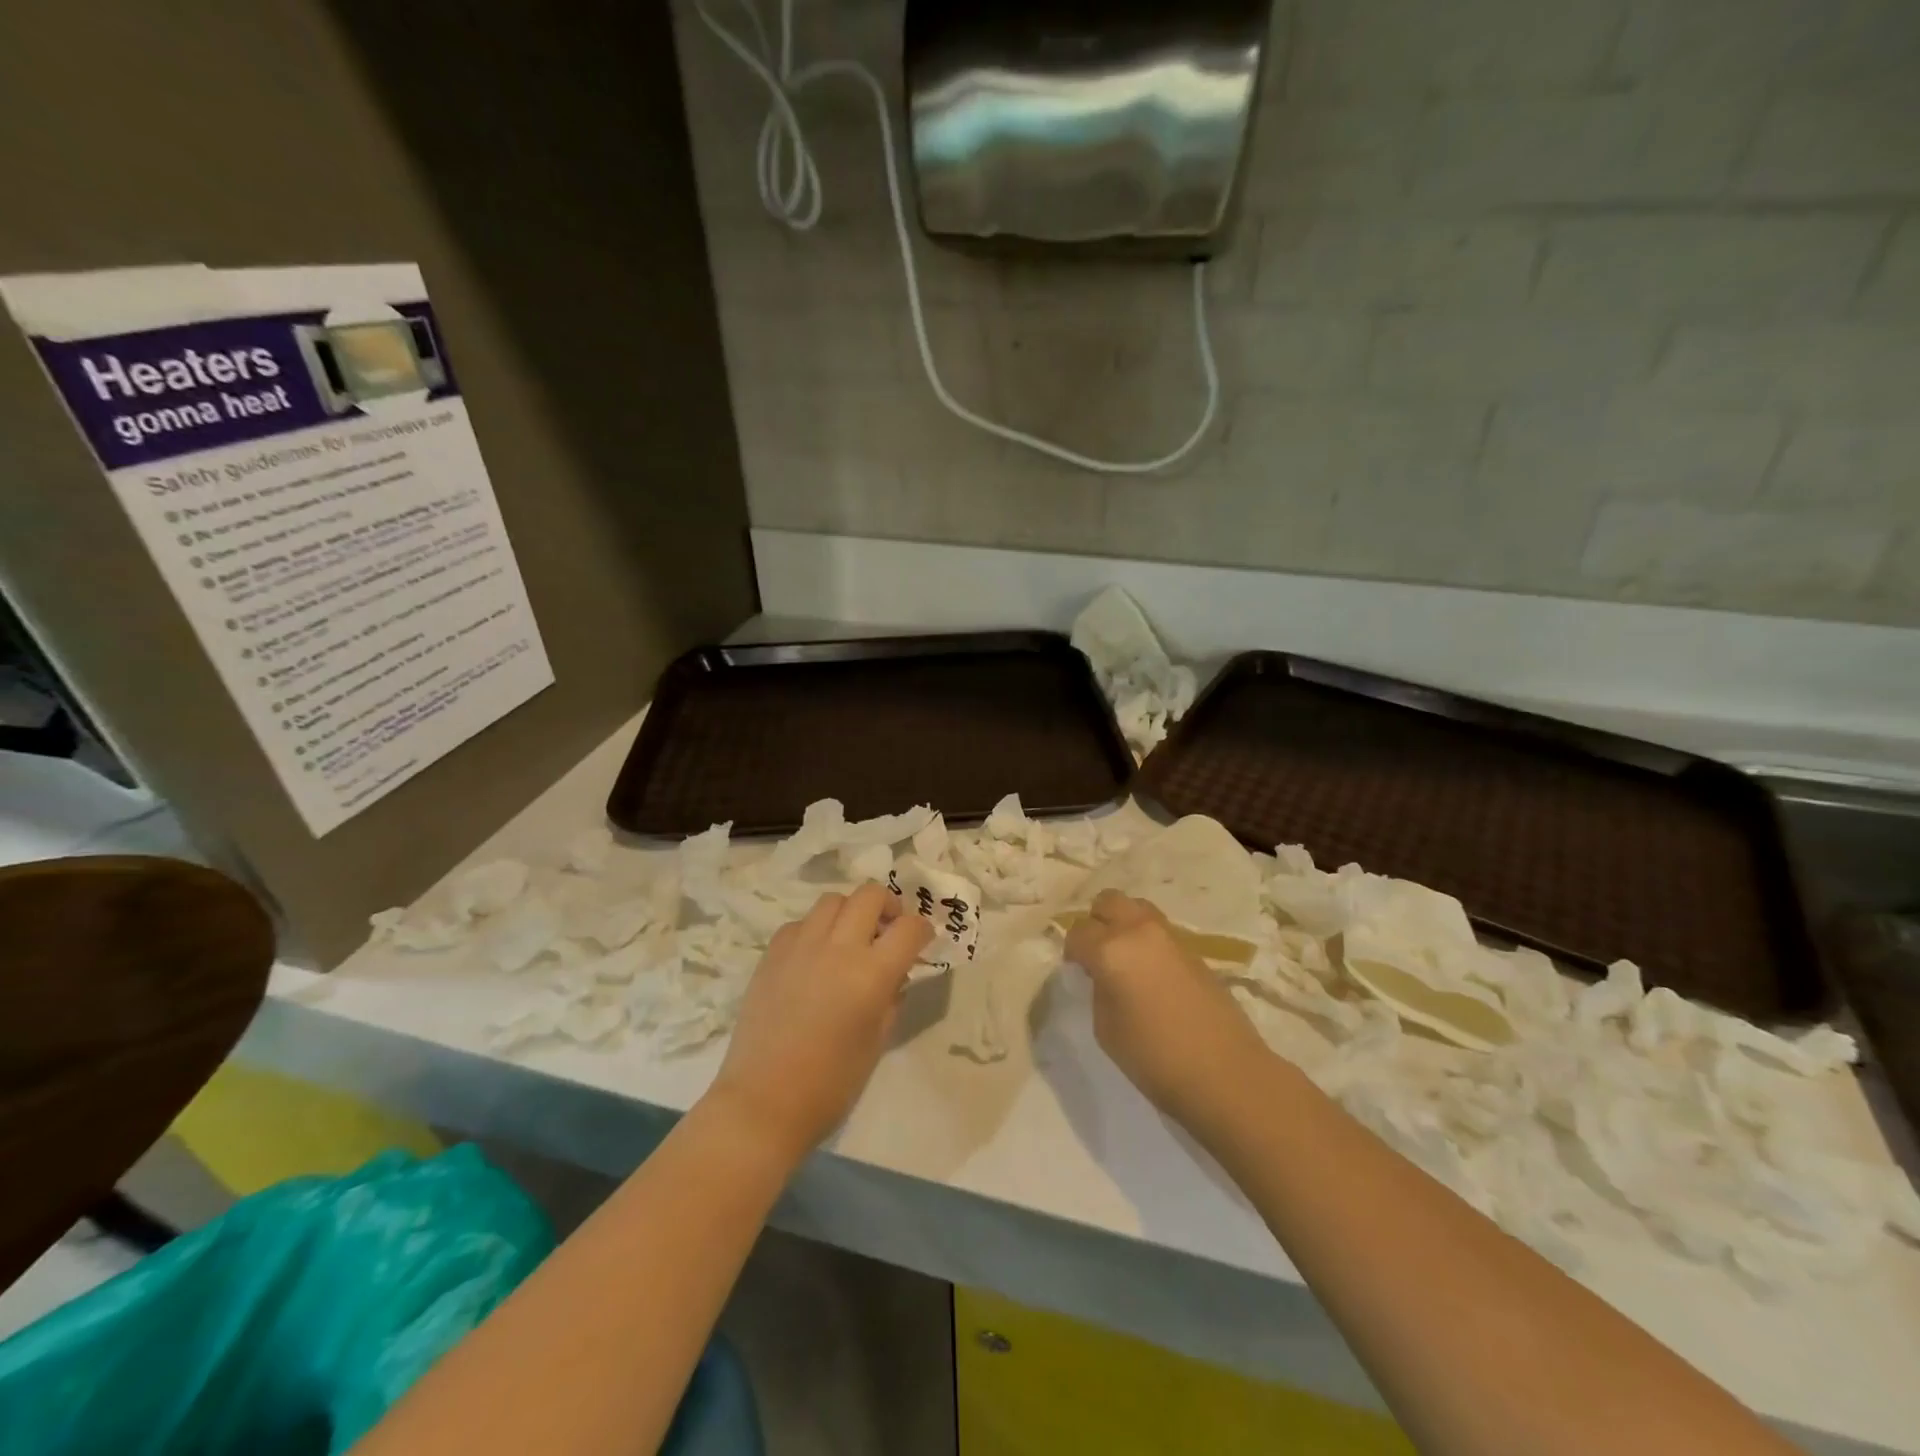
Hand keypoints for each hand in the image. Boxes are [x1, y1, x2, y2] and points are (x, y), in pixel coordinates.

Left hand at [706, 883, 931, 1166]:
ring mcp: (801, 946)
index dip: (922, 930)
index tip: (922, 940)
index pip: (909, 928)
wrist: (763, 1102)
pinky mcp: (772, 953)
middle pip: (870, 895)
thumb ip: (892, 997)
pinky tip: (815, 956)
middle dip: (888, 905)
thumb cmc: (831, 1084)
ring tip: (850, 938)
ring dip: (850, 912)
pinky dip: (816, 930)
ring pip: (833, 900)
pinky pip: (801, 923)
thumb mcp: (877, 1041)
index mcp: (871, 974)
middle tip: (888, 929)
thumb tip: (896, 973)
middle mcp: (838, 948)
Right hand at [1063, 890, 1271, 1134]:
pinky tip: (1151, 974)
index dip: (1072, 951)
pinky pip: (1160, 931)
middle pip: (1108, 901)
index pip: (1078, 932)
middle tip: (1097, 954)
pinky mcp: (1193, 950)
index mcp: (1111, 949)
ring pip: (1137, 908)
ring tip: (1125, 960)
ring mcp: (1170, 936)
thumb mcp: (1106, 1028)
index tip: (1077, 972)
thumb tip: (1103, 975)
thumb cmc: (1155, 1058)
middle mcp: (1139, 931)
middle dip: (1097, 922)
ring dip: (1125, 925)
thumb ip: (1099, 989)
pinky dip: (1148, 941)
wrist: (1226, 1073)